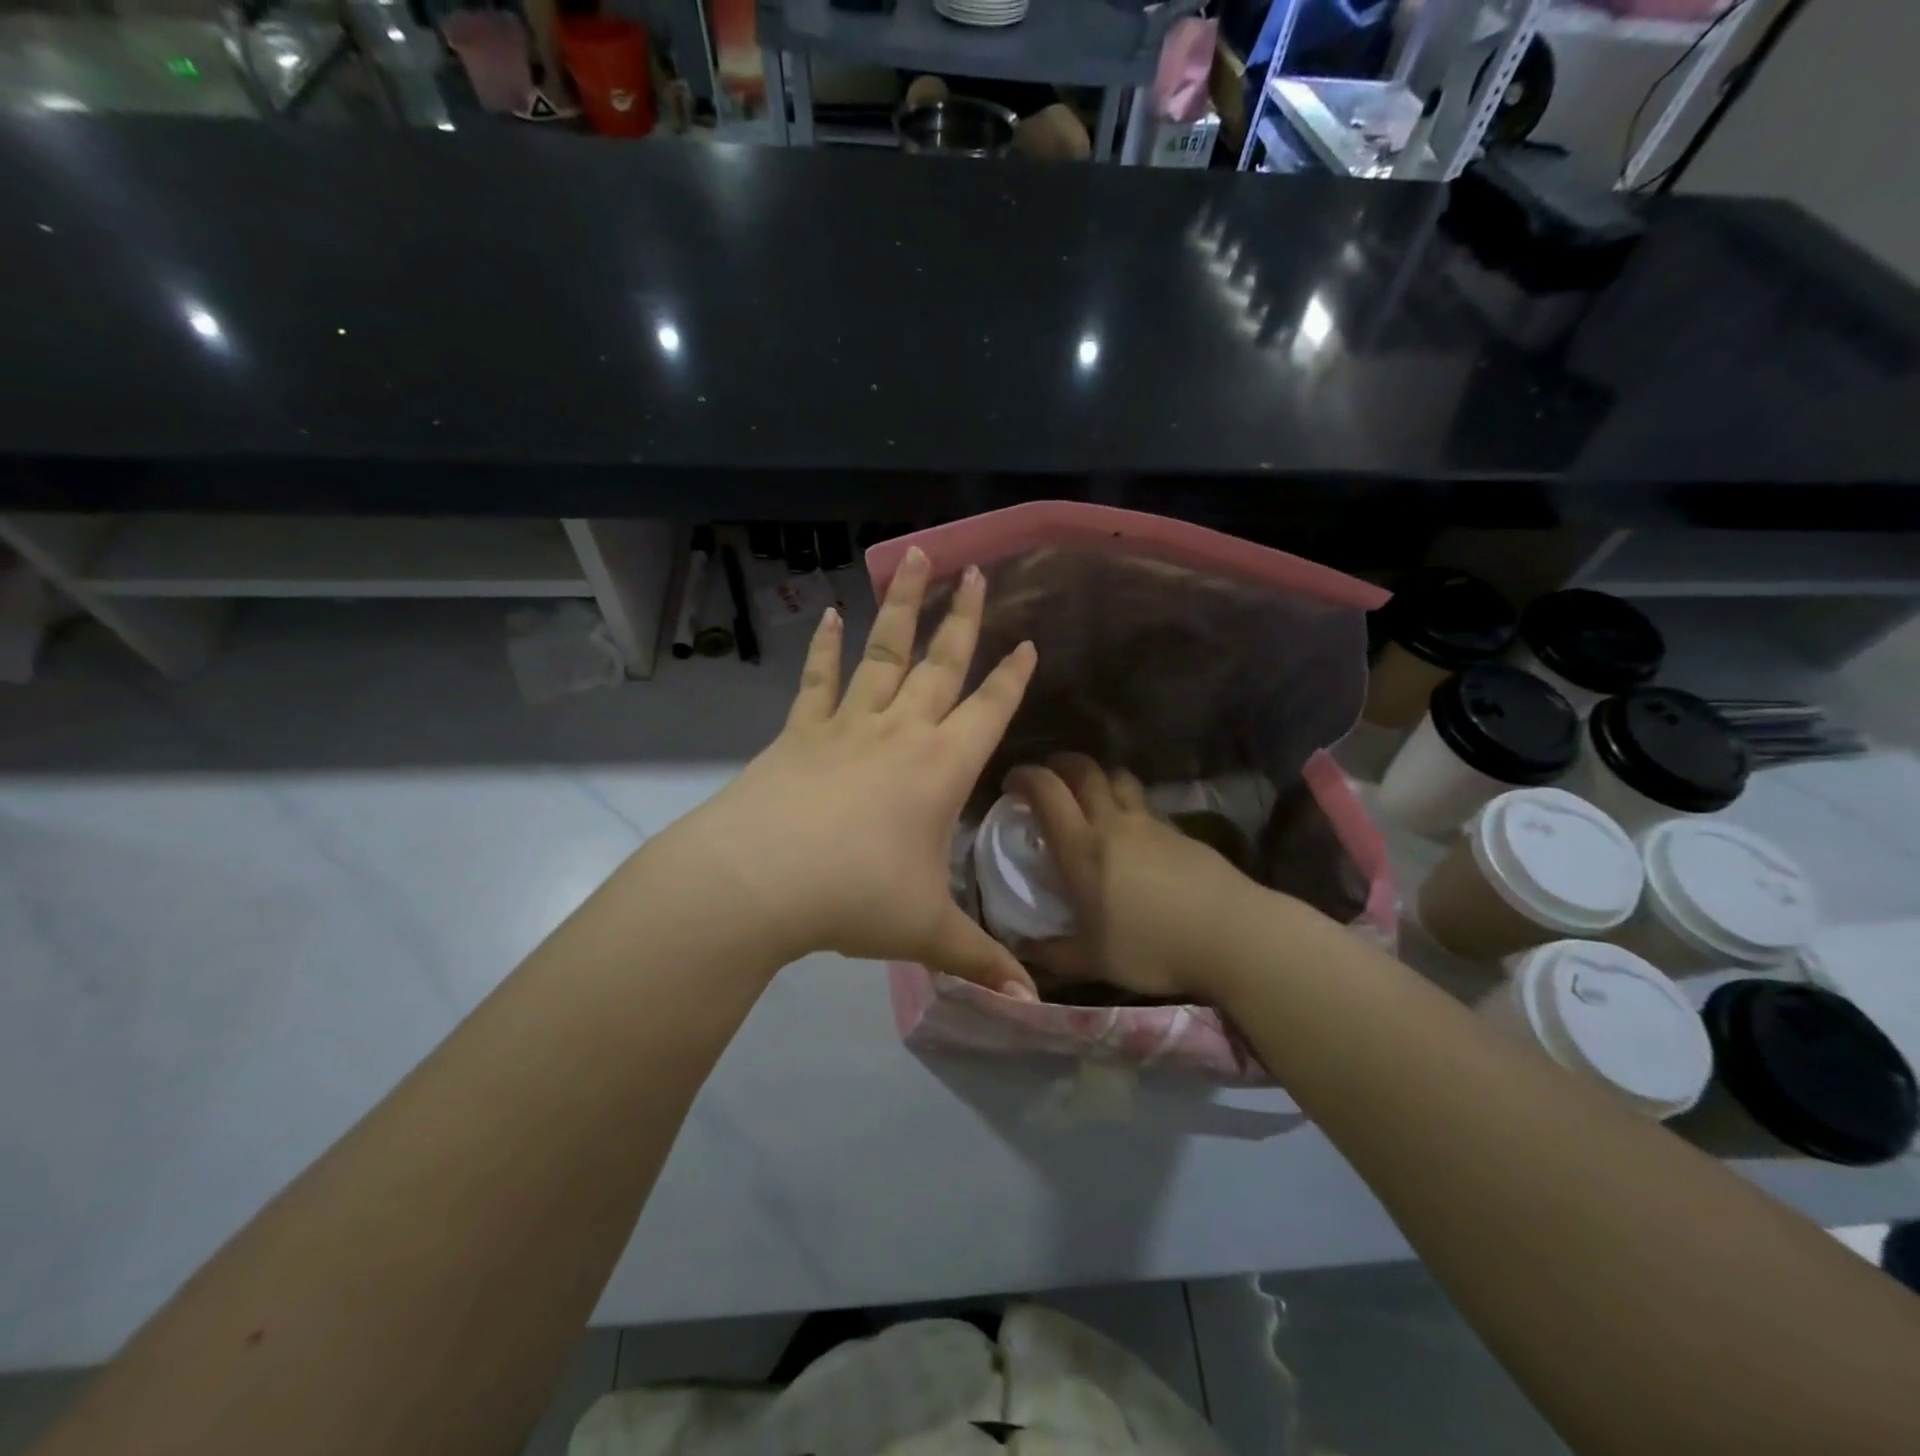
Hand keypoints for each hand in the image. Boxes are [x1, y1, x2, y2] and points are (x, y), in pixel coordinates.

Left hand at [659, 546, 1039, 995]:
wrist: (758, 880)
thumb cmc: (853, 899)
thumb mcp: (925, 933)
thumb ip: (980, 960)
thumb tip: (1032, 1006)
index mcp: (940, 768)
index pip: (989, 710)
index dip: (1011, 677)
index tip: (1027, 641)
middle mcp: (900, 732)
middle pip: (940, 664)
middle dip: (963, 618)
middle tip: (977, 571)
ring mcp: (847, 725)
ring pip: (883, 653)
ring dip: (902, 606)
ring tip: (915, 557)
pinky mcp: (800, 731)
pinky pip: (818, 681)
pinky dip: (825, 649)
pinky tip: (828, 616)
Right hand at [1006, 754, 1270, 1001]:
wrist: (1231, 935)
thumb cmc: (1152, 947)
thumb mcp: (1093, 960)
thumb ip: (1052, 953)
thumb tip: (1021, 949)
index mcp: (1082, 848)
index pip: (1047, 792)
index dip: (1024, 777)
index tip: (1011, 783)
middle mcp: (1113, 824)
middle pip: (1084, 770)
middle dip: (1060, 764)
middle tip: (1048, 777)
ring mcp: (1150, 823)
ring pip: (1119, 778)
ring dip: (1098, 776)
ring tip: (1090, 794)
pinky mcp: (1179, 831)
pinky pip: (1145, 803)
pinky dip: (1128, 802)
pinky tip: (1131, 830)